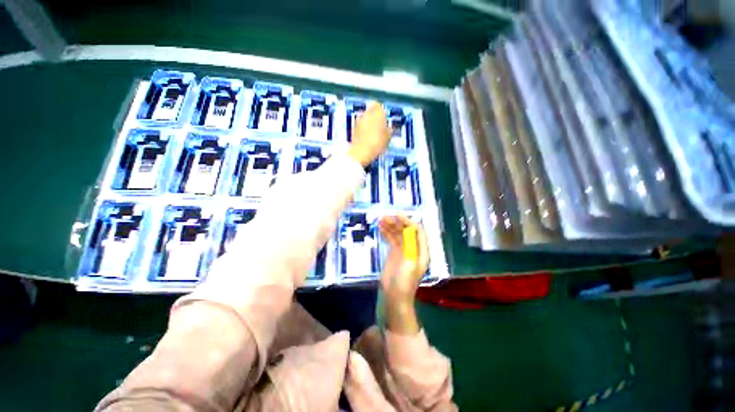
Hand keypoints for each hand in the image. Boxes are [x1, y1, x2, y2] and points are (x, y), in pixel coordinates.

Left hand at [348, 102, 390, 166]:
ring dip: (368, 121)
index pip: (380, 106)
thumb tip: (389, 128)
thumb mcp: (387, 139)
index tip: (384, 119)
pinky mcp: (353, 127)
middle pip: (371, 109)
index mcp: (378, 113)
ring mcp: (359, 119)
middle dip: (374, 115)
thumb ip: (388, 131)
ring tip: (372, 131)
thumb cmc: (377, 144)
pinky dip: (363, 127)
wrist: (360, 152)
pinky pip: (360, 124)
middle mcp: (367, 113)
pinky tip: (366, 136)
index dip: (382, 112)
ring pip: (365, 116)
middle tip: (379, 124)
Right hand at [379, 215, 429, 303]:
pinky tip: (380, 227)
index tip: (397, 215)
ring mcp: (403, 250)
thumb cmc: (405, 282)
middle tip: (385, 216)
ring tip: (380, 219)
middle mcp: (413, 248)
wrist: (394, 296)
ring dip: (390, 226)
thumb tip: (409, 228)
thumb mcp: (410, 263)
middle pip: (406, 230)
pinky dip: (386, 232)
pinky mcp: (394, 253)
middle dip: (397, 222)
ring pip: (398, 233)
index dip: (408, 221)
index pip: (417, 231)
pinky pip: (391, 239)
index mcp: (421, 250)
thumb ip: (411, 245)